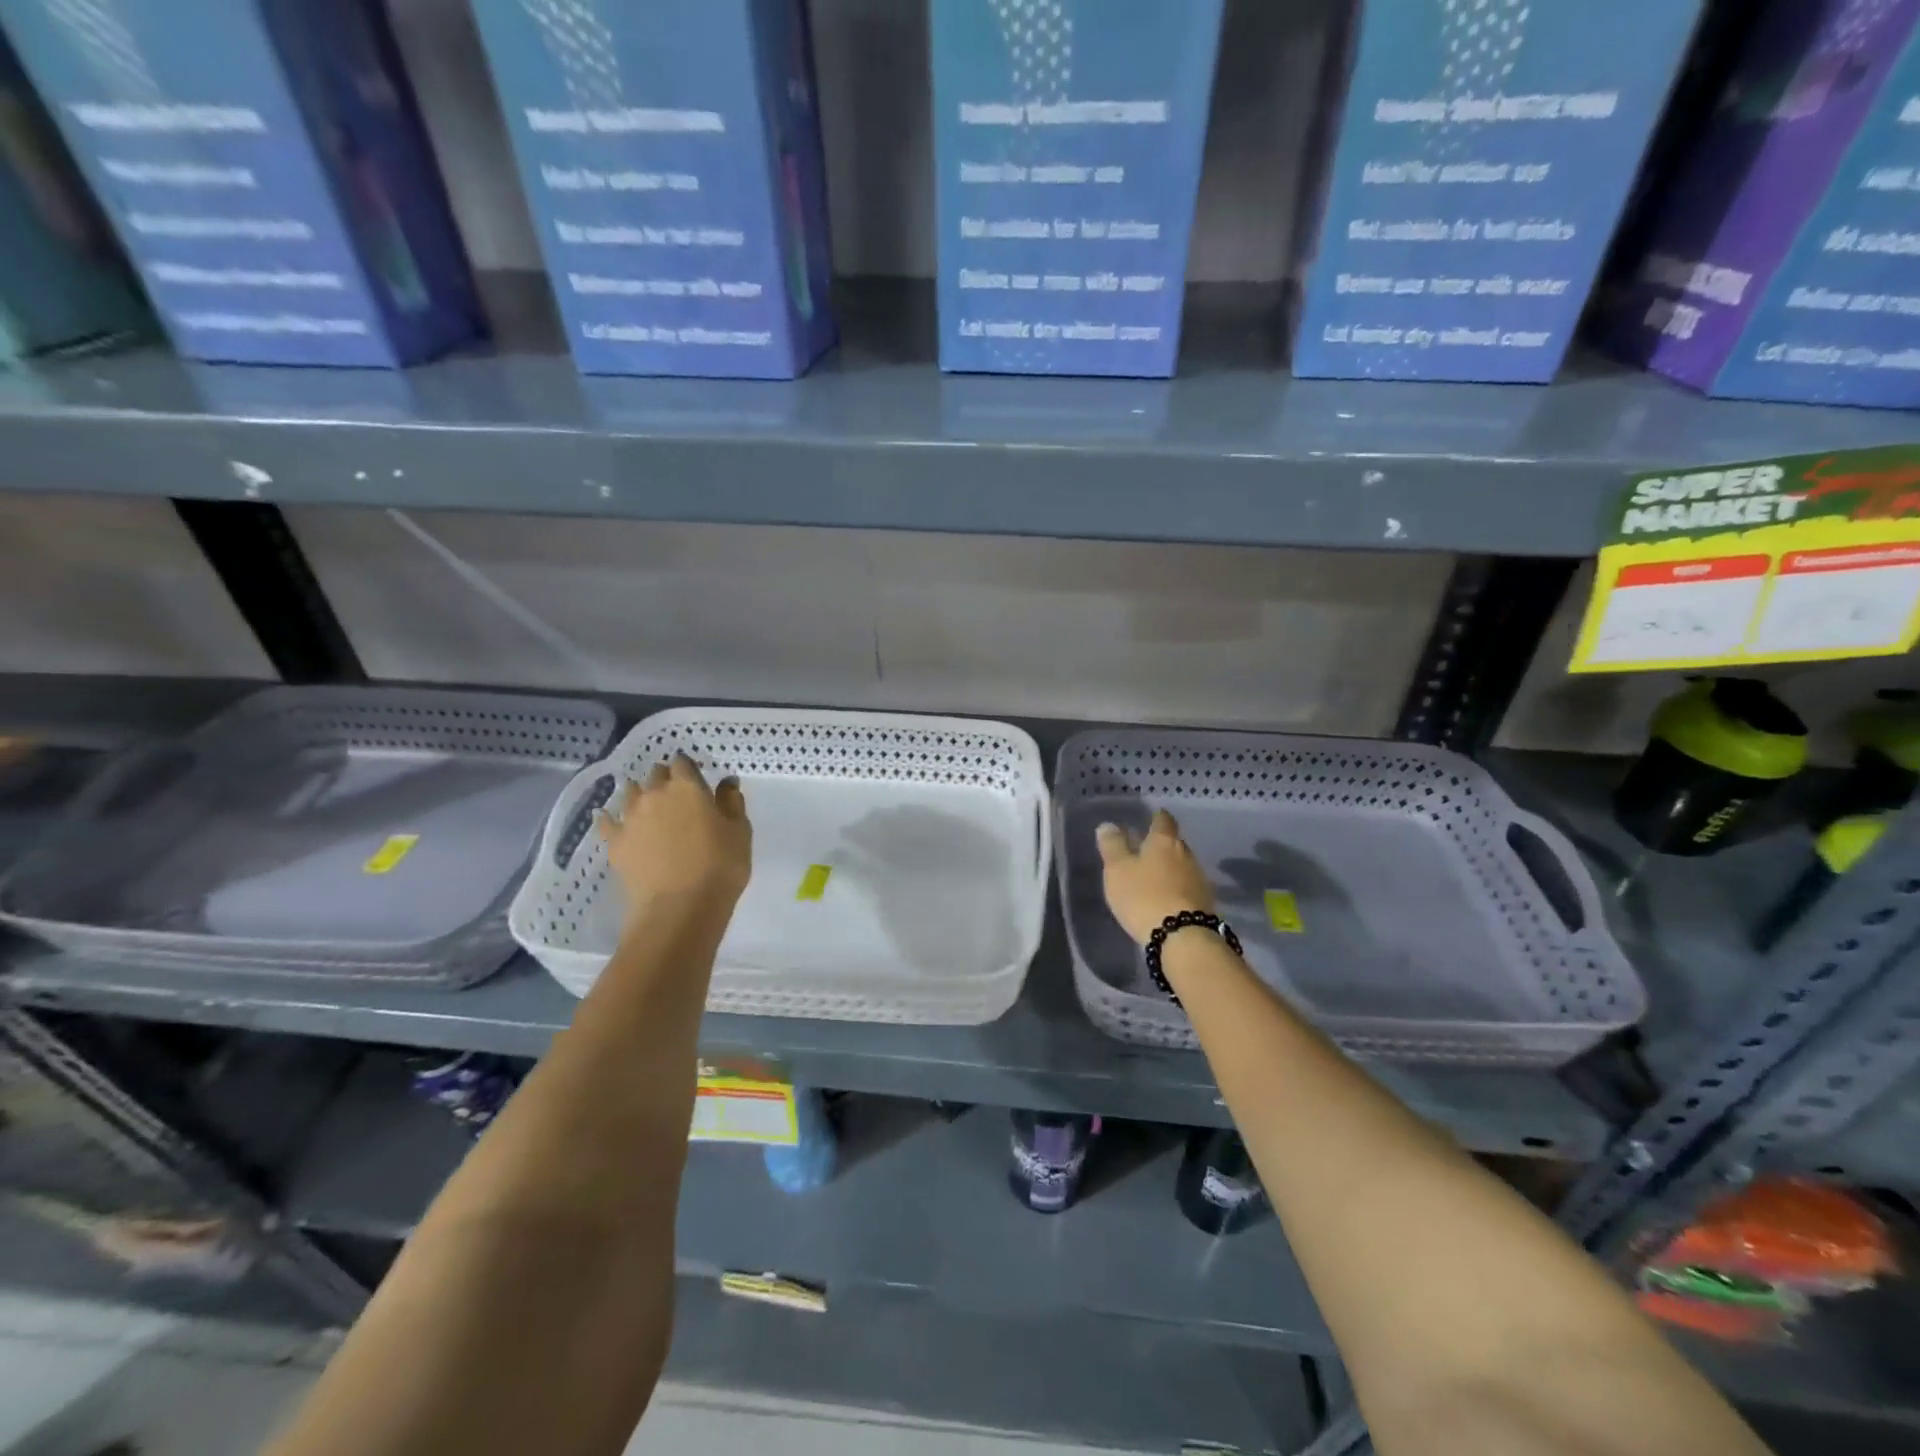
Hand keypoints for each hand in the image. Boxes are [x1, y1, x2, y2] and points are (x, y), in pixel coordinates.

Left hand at [597, 753, 751, 921]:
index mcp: (687, 787)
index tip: (697, 777)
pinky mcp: (614, 842)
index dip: (689, 767)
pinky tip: (609, 819)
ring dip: (640, 793)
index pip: (682, 762)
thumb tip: (726, 781)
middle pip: (655, 774)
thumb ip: (732, 802)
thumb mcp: (740, 832)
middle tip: (677, 794)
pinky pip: (606, 821)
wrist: (679, 908)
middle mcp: (654, 794)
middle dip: (665, 778)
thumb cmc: (720, 867)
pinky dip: (609, 817)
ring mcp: (630, 818)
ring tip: (648, 805)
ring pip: (630, 792)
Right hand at [1096, 810, 1214, 945]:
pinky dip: (1177, 887)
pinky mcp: (1205, 902)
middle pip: (1175, 843)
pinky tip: (1167, 897)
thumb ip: (1113, 846)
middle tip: (1146, 850)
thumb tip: (1108, 825)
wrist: (1182, 937)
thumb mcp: (1118, 870)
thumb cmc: (1144, 896)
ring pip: (1183, 865)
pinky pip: (1188, 887)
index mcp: (1164, 841)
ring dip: (1170, 868)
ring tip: (1154, 876)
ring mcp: (1199, 878)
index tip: (1151, 817)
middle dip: (1162, 845)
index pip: (1163, 820)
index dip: (1156, 817)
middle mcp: (1186, 854)